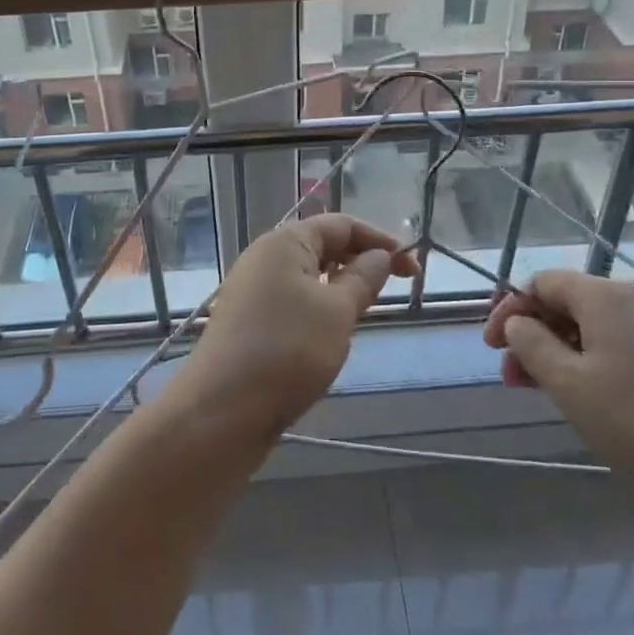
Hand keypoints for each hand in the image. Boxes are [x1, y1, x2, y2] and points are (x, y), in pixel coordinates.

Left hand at [178, 215, 419, 441]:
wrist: (221, 410)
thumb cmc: (287, 351)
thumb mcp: (338, 312)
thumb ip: (363, 278)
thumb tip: (380, 255)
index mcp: (285, 242)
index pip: (341, 225)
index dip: (380, 240)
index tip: (412, 268)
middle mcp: (264, 256)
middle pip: (322, 246)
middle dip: (360, 261)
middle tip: (394, 289)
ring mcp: (252, 289)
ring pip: (307, 275)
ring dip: (340, 286)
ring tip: (365, 311)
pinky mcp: (247, 319)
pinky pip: (292, 299)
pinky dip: (318, 306)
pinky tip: (331, 334)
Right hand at [484, 271, 633, 502]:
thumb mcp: (567, 383)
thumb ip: (531, 345)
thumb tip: (518, 322)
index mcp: (603, 296)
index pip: (541, 283)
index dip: (509, 309)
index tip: (491, 347)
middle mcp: (633, 300)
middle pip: (567, 304)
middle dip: (532, 335)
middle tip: (512, 376)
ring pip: (593, 328)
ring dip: (559, 352)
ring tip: (541, 390)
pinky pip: (620, 346)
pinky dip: (591, 362)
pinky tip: (586, 396)